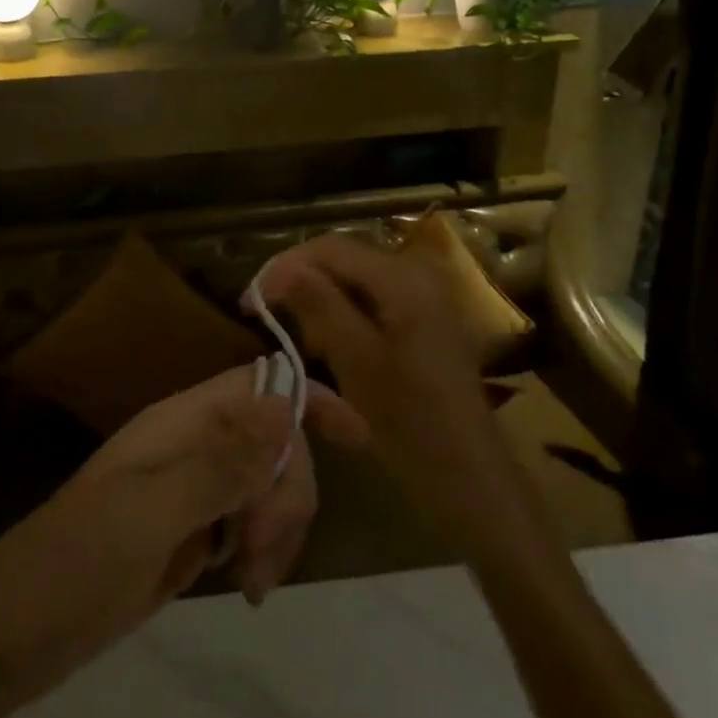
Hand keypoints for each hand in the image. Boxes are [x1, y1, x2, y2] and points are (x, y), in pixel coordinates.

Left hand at [0, 363, 367, 711]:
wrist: (10, 637)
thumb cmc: (72, 565)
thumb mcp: (147, 514)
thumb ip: (219, 462)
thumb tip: (285, 405)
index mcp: (179, 424)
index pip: (258, 386)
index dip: (308, 401)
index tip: (359, 437)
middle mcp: (190, 447)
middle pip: (273, 444)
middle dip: (287, 494)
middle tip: (262, 555)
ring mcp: (190, 491)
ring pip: (265, 486)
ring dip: (277, 529)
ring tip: (253, 583)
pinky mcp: (189, 532)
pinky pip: (247, 523)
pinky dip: (260, 550)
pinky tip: (246, 585)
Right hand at [257, 234, 549, 551]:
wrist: (467, 469)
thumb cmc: (408, 418)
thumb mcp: (354, 359)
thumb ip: (318, 305)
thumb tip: (278, 269)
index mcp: (403, 277)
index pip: (330, 248)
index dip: (285, 266)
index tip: (250, 298)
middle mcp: (418, 271)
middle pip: (344, 257)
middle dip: (301, 280)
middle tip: (265, 313)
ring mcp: (426, 292)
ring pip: (356, 277)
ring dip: (321, 296)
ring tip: (294, 329)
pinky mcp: (426, 315)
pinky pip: (373, 296)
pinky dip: (344, 310)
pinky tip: (328, 340)